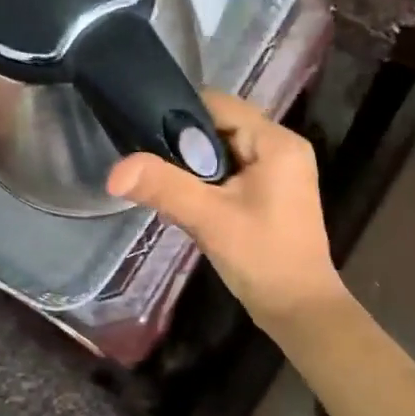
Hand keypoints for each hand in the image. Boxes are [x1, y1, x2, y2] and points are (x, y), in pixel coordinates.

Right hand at [106, 91, 346, 329]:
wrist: (300, 310)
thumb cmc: (262, 258)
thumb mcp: (209, 219)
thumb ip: (164, 187)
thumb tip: (114, 170)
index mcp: (277, 142)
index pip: (219, 104)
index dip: (180, 116)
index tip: (145, 136)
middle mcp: (283, 148)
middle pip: (221, 127)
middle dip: (185, 147)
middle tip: (151, 169)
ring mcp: (280, 173)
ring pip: (224, 153)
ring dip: (194, 169)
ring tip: (164, 189)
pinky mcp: (273, 195)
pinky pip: (233, 174)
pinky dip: (209, 185)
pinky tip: (187, 205)